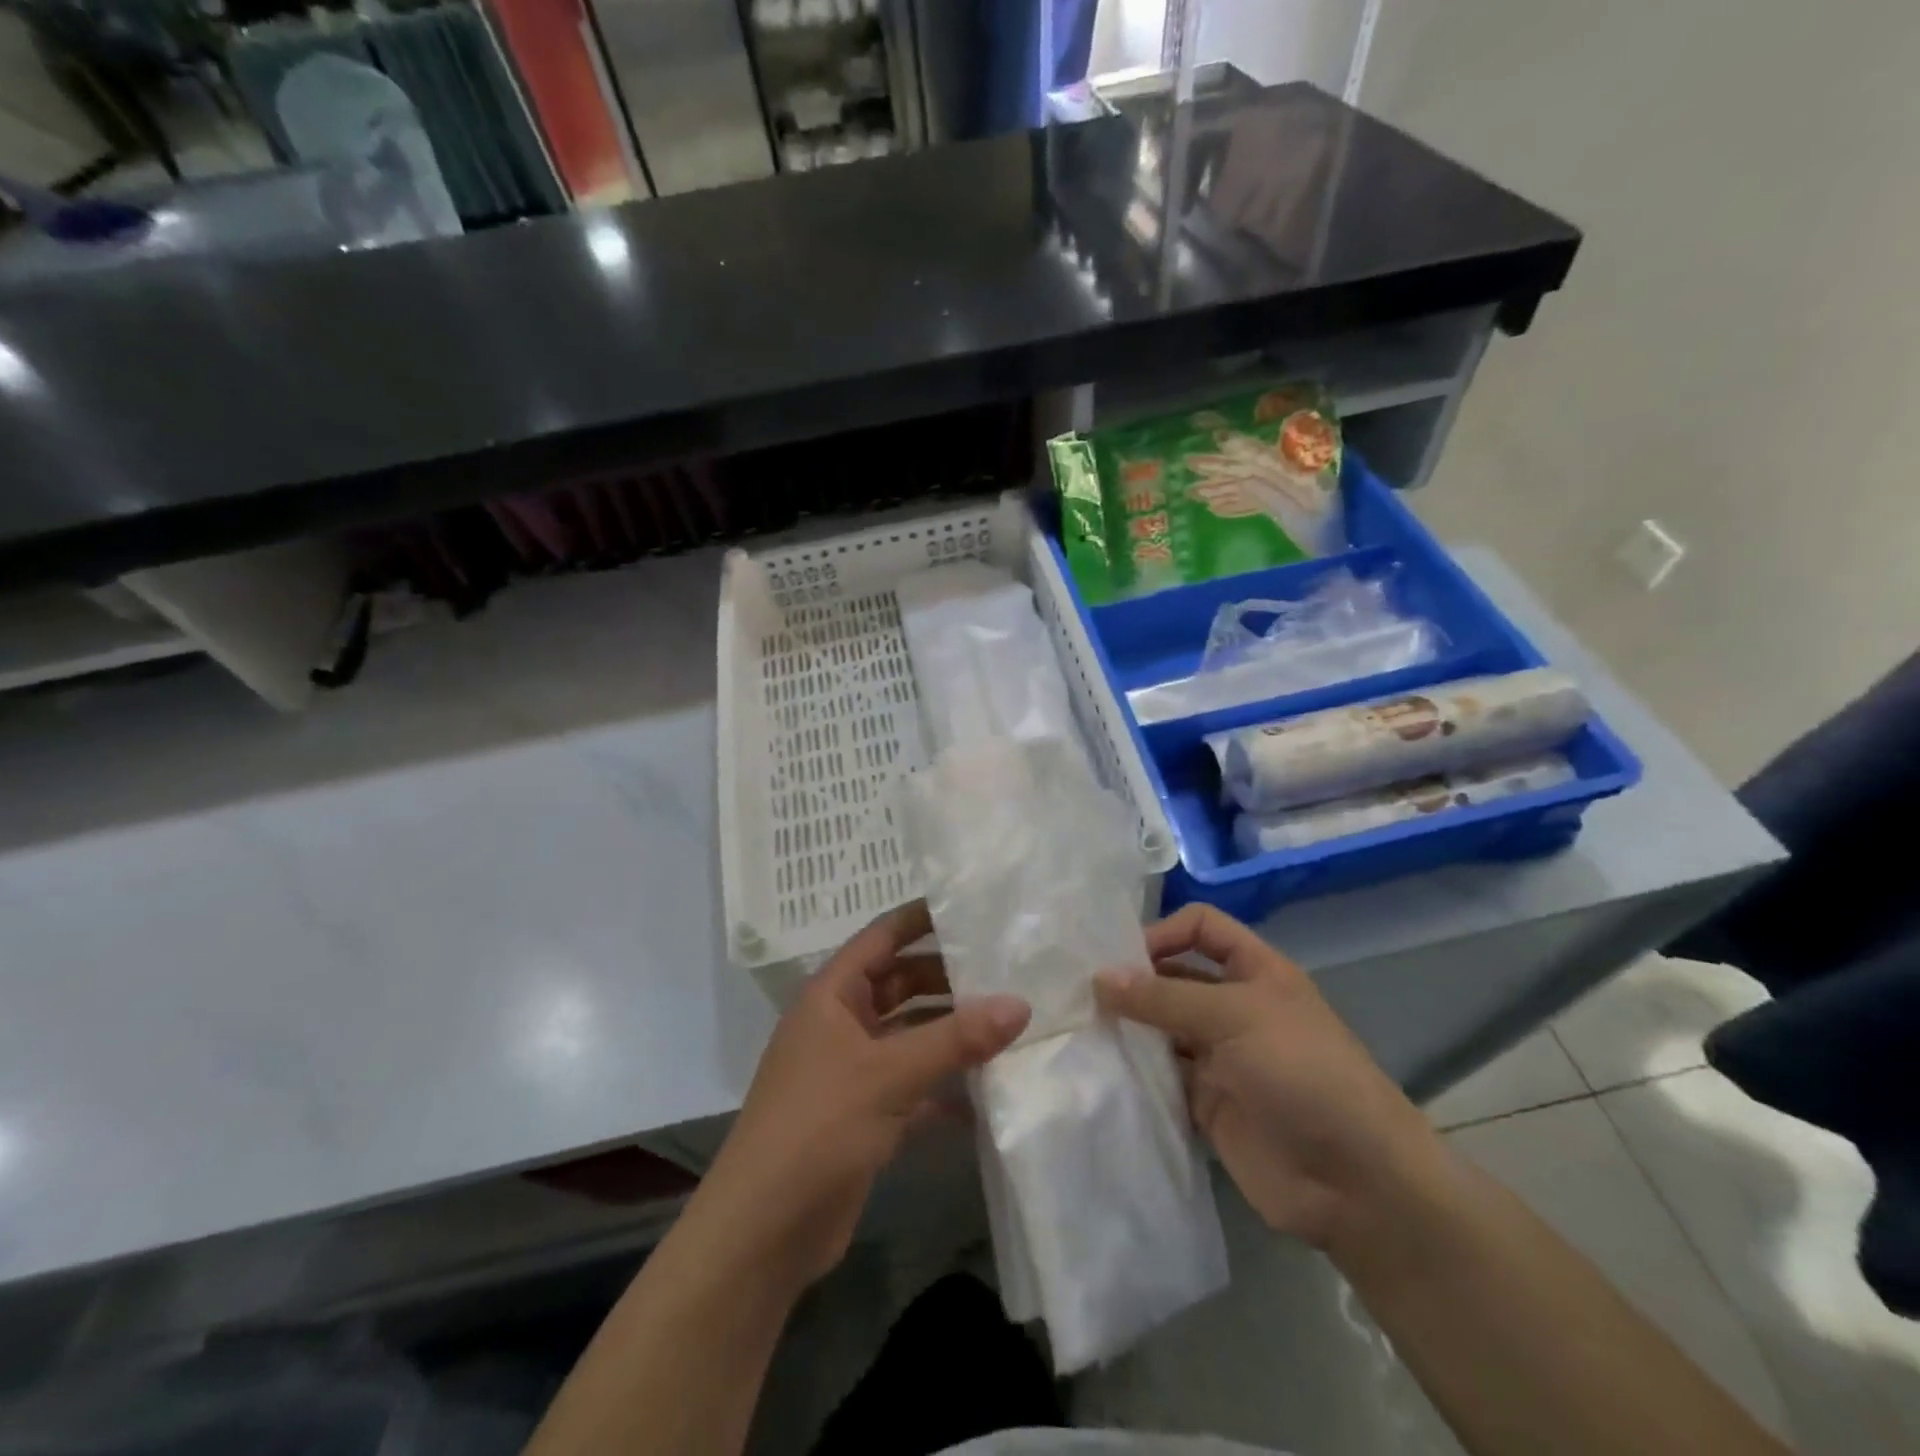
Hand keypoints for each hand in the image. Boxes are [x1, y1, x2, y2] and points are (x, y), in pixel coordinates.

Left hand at [696, 902, 1029, 1289]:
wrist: (763, 1233)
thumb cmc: (817, 1127)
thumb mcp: (889, 1075)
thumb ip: (956, 1039)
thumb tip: (1021, 1004)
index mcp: (833, 994)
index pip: (882, 936)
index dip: (923, 918)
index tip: (974, 908)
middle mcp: (842, 1023)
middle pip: (903, 984)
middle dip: (950, 981)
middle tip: (1009, 973)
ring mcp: (853, 1069)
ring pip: (912, 1035)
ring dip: (953, 1034)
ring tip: (1012, 1026)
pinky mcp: (866, 1113)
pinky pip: (915, 1083)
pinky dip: (946, 1084)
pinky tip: (990, 1091)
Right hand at [1095, 904, 1443, 1250]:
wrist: (1355, 1182)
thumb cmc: (1303, 1073)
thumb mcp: (1235, 1016)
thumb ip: (1164, 996)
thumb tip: (1098, 978)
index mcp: (1254, 971)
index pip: (1201, 928)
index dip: (1163, 932)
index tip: (1120, 959)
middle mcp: (1234, 1007)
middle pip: (1175, 977)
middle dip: (1134, 982)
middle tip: (1080, 994)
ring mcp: (1221, 1057)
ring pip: (1163, 1029)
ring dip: (1129, 1028)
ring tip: (1081, 1029)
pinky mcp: (1208, 1104)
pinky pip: (1163, 1077)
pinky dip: (1136, 1073)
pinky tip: (1102, 1071)